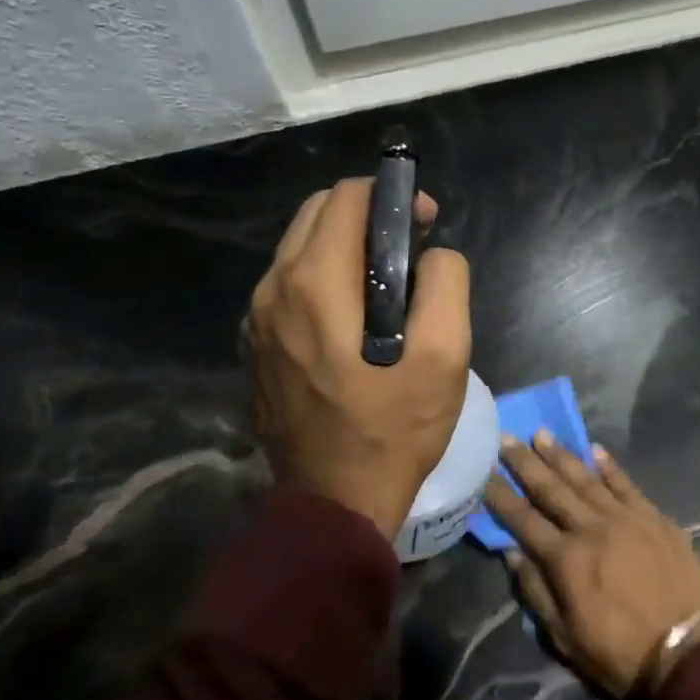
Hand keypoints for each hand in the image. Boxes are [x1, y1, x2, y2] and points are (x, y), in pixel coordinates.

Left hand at [244, 178, 470, 538]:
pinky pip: (287, 289)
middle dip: (367, 216)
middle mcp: (272, 290)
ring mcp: (255, 321)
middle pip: (317, 215)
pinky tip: (353, 320)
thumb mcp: (445, 354)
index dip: (394, 197)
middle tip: (410, 250)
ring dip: (343, 249)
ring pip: (298, 251)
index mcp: (315, 283)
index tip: (426, 224)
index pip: (347, 197)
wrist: (336, 502)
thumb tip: (433, 254)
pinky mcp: (254, 348)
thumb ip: (445, 283)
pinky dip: (322, 281)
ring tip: (387, 286)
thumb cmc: (395, 427)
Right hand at [484, 433, 699, 697]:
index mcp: (566, 559)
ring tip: (542, 434)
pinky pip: (627, 484)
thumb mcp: (565, 636)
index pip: (523, 520)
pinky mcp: (654, 517)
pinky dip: (610, 466)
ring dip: (562, 455)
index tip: (484, 472)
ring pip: (586, 479)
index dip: (501, 496)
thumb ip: (536, 591)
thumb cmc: (619, 652)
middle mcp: (591, 528)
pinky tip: (595, 449)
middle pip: (552, 489)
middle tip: (507, 437)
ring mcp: (626, 518)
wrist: (686, 651)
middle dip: (526, 463)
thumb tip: (513, 553)